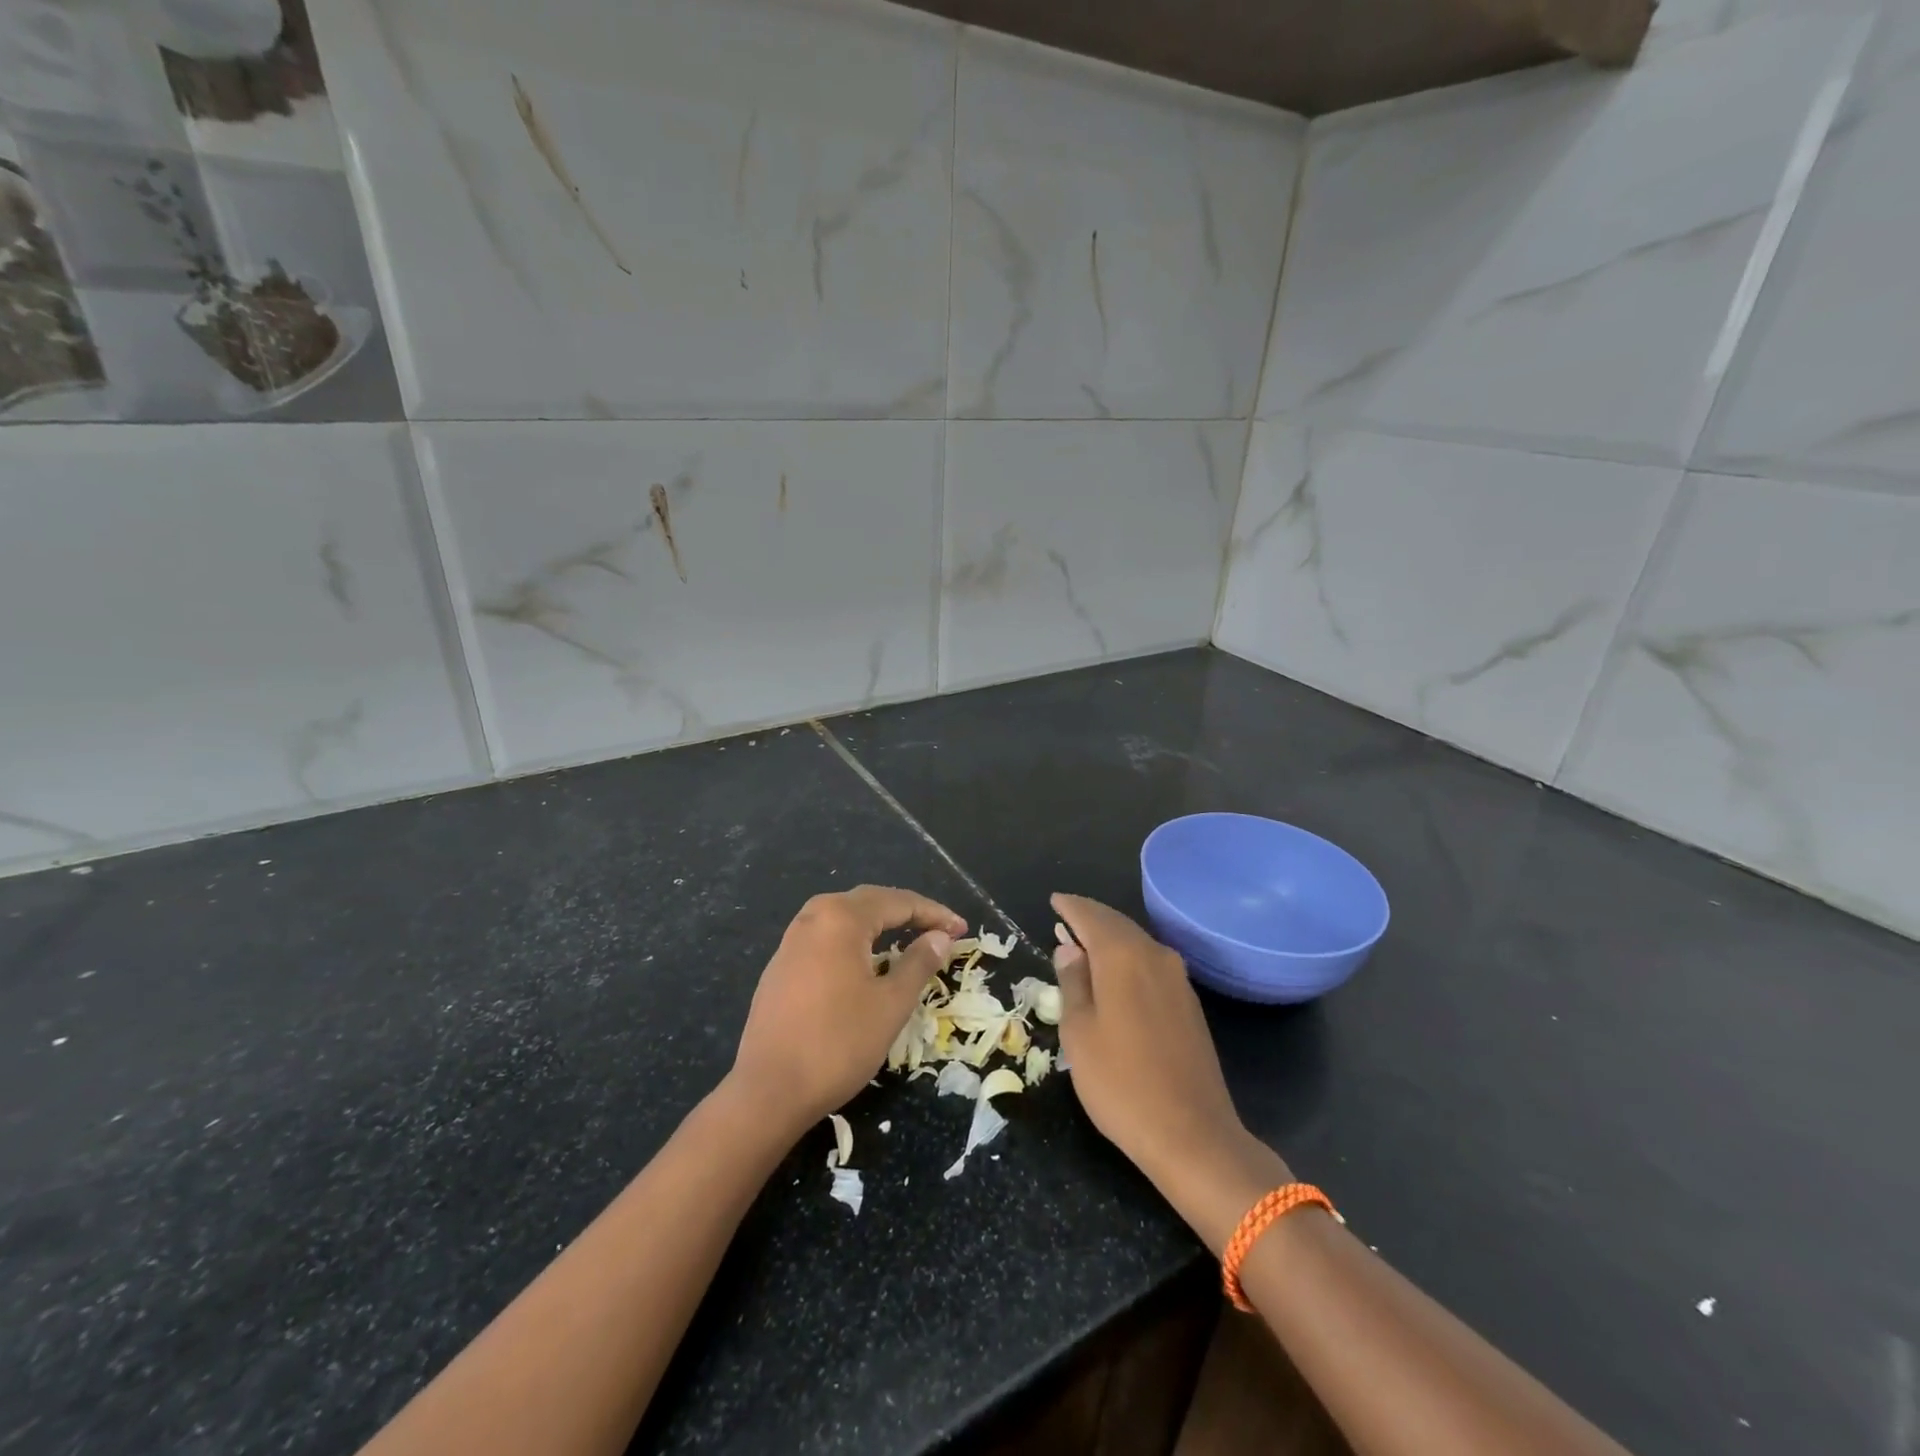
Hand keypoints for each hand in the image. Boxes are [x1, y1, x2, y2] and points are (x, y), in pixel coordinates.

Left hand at [731, 886, 965, 1131]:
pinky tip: (866, 962)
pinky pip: (826, 937)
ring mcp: (791, 940)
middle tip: (940, 930)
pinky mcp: (780, 965)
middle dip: (908, 913)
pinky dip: (855, 940)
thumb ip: (919, 962)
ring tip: (908, 939)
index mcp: (842, 918)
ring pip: (845, 917)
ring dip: (880, 924)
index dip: (934, 914)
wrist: (768, 1091)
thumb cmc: (838, 1044)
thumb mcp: (891, 1004)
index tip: (962, 929)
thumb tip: (940, 936)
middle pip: (870, 902)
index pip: (898, 902)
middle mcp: (813, 917)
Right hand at [1052, 893, 1289, 1252]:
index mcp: (1123, 956)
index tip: (1054, 901)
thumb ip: (1072, 982)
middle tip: (1065, 918)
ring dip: (1110, 938)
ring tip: (1084, 943)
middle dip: (1090, 918)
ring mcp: (1178, 979)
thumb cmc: (1121, 1083)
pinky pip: (1151, 963)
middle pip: (1117, 924)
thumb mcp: (1079, 1032)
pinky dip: (1128, 958)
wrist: (1192, 1135)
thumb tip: (1069, 947)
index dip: (1070, 907)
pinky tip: (1115, 974)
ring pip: (1137, 943)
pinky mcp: (1189, 1004)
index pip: (1091, 916)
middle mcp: (1155, 956)